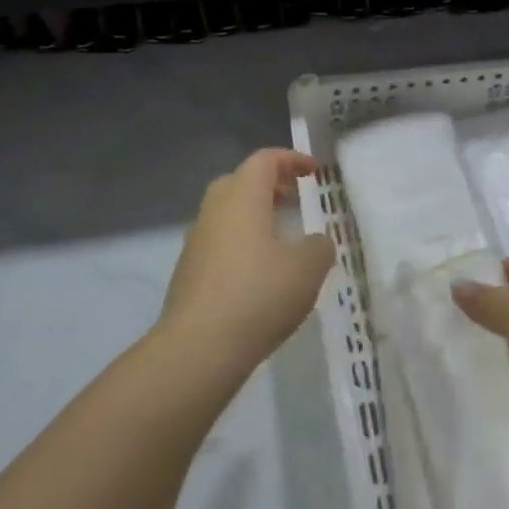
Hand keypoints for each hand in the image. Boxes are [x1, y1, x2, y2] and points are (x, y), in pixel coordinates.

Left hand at [160, 149, 334, 374]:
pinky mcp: (189, 273)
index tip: (314, 172)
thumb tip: (316, 242)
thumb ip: (319, 247)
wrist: (198, 348)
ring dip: (254, 215)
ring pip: (226, 214)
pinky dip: (241, 243)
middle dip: (268, 184)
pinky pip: (219, 243)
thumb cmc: (259, 295)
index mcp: (242, 198)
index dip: (291, 159)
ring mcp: (196, 243)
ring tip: (282, 238)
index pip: (264, 160)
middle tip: (293, 198)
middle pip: (238, 181)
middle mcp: (214, 212)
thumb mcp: (307, 269)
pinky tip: (260, 272)